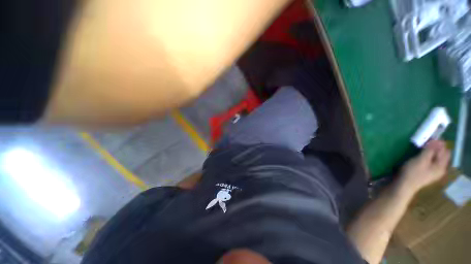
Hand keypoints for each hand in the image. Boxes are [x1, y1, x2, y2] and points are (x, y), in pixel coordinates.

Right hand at [399, 140, 450, 193]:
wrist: (404, 185)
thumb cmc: (413, 172)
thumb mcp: (421, 160)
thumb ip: (430, 150)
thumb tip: (437, 140)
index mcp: (441, 166)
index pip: (445, 151)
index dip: (439, 144)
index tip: (431, 138)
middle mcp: (440, 169)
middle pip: (441, 155)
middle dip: (436, 148)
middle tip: (427, 142)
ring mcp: (433, 172)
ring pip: (436, 158)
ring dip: (431, 152)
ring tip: (423, 148)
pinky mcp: (426, 173)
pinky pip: (430, 162)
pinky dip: (428, 157)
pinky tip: (421, 156)